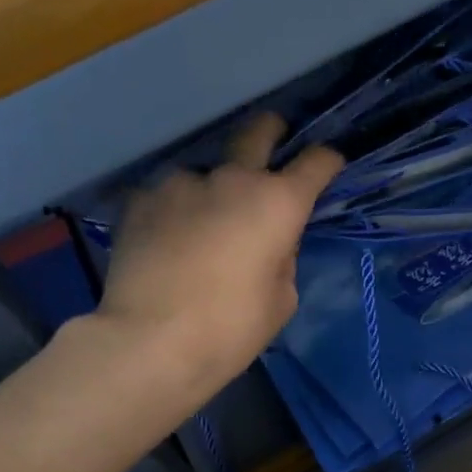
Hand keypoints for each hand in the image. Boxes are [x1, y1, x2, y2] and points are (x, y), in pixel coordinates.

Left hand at [97, 113, 342, 395]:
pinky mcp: (141, 199)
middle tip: (273, 137)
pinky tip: (168, 239)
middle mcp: (232, 179)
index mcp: (278, 203)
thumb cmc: (231, 329)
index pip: (315, 163)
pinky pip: (168, 195)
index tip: (329, 164)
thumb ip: (283, 258)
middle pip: (258, 131)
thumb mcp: (281, 300)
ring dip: (213, 188)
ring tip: (202, 223)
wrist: (150, 341)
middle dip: (271, 130)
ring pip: (206, 171)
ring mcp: (182, 183)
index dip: (328, 161)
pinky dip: (176, 210)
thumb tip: (270, 242)